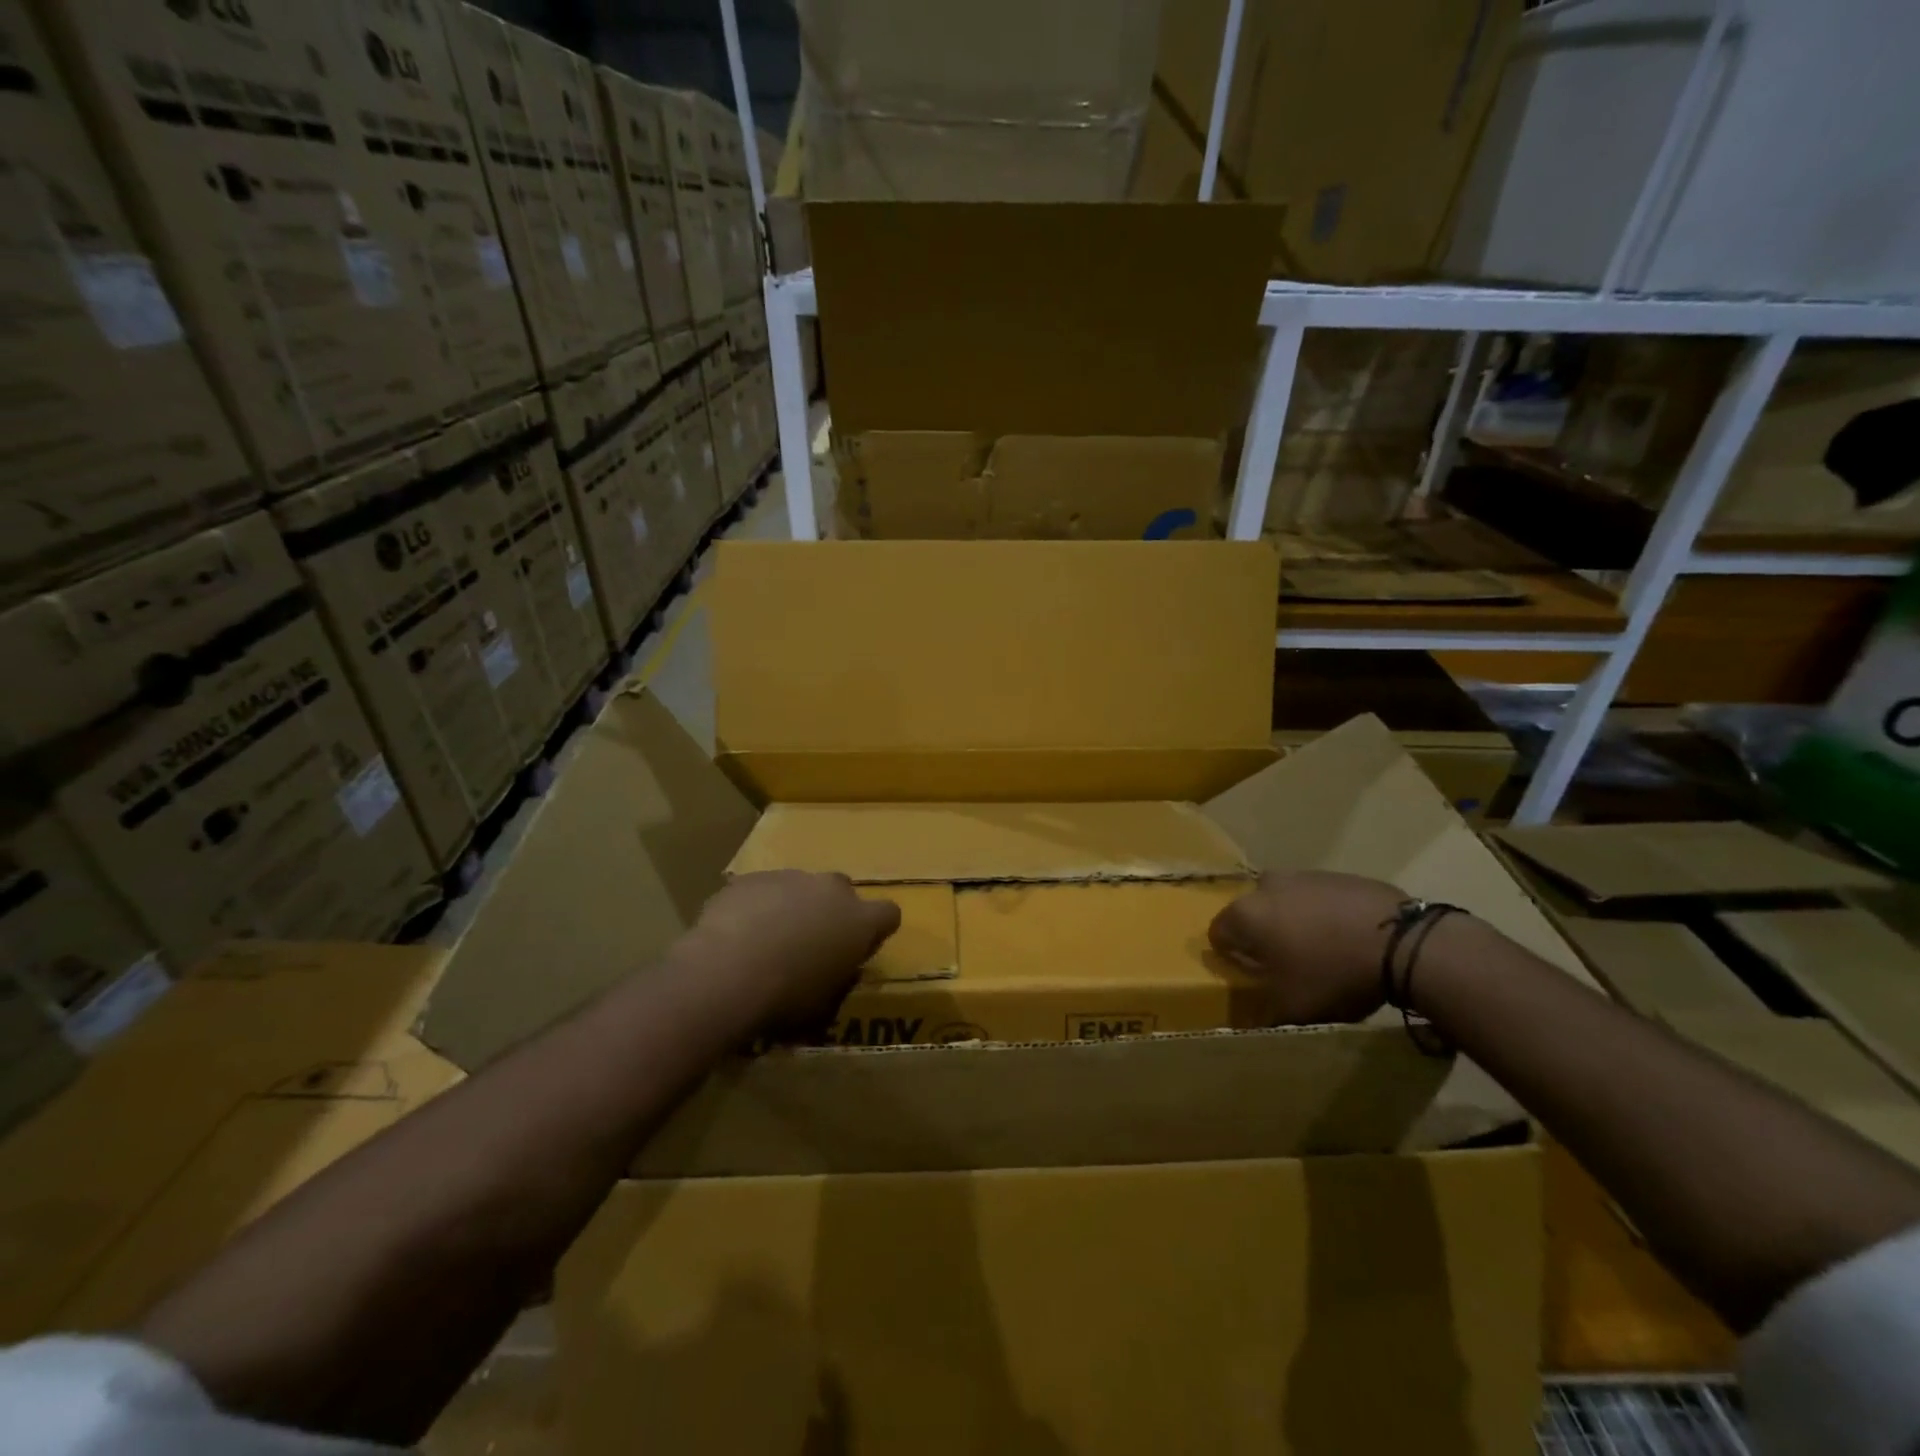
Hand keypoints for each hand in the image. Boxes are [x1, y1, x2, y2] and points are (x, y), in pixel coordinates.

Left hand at [674, 870, 900, 1032]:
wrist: (726, 971)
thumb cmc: (785, 996)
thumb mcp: (823, 1004)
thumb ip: (838, 979)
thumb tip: (837, 972)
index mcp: (859, 921)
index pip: (889, 914)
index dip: (875, 930)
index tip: (859, 948)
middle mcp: (831, 889)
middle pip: (842, 891)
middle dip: (831, 911)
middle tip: (810, 944)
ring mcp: (790, 877)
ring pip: (799, 887)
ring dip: (791, 907)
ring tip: (766, 942)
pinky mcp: (752, 878)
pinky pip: (762, 890)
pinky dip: (756, 906)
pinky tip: (736, 935)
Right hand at [1209, 870, 1408, 1024]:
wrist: (1401, 942)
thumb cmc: (1332, 974)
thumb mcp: (1294, 1007)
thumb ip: (1265, 1011)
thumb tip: (1254, 1020)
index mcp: (1246, 914)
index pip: (1218, 932)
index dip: (1229, 955)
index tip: (1249, 975)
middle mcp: (1266, 886)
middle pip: (1252, 913)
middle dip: (1263, 935)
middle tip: (1285, 963)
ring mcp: (1304, 875)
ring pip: (1286, 902)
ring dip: (1294, 922)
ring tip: (1321, 952)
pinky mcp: (1338, 875)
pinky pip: (1319, 898)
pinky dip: (1325, 915)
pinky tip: (1347, 939)